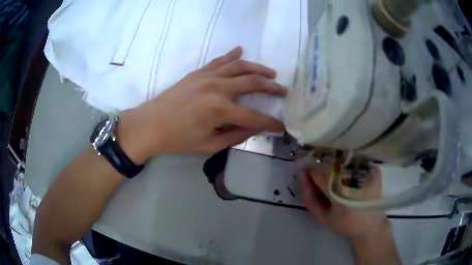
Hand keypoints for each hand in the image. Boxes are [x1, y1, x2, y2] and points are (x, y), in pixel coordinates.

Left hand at [118, 46, 285, 162]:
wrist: (150, 124)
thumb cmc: (178, 139)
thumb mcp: (208, 145)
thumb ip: (235, 136)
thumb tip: (254, 128)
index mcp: (220, 111)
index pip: (254, 118)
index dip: (270, 124)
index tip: (281, 126)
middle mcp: (217, 89)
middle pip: (252, 84)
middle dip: (271, 88)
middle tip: (284, 91)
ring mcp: (207, 77)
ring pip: (239, 67)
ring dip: (258, 68)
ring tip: (271, 73)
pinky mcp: (198, 73)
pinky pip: (218, 61)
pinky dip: (231, 55)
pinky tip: (241, 50)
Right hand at [301, 166, 400, 263]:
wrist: (370, 225)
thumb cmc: (344, 223)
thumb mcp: (321, 217)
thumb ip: (309, 197)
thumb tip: (301, 175)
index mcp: (339, 190)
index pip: (318, 172)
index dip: (311, 175)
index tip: (310, 180)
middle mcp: (354, 175)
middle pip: (330, 164)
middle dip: (324, 172)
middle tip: (326, 186)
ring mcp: (366, 169)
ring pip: (342, 160)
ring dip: (336, 169)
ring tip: (339, 183)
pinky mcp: (373, 168)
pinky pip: (355, 161)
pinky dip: (349, 167)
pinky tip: (350, 179)